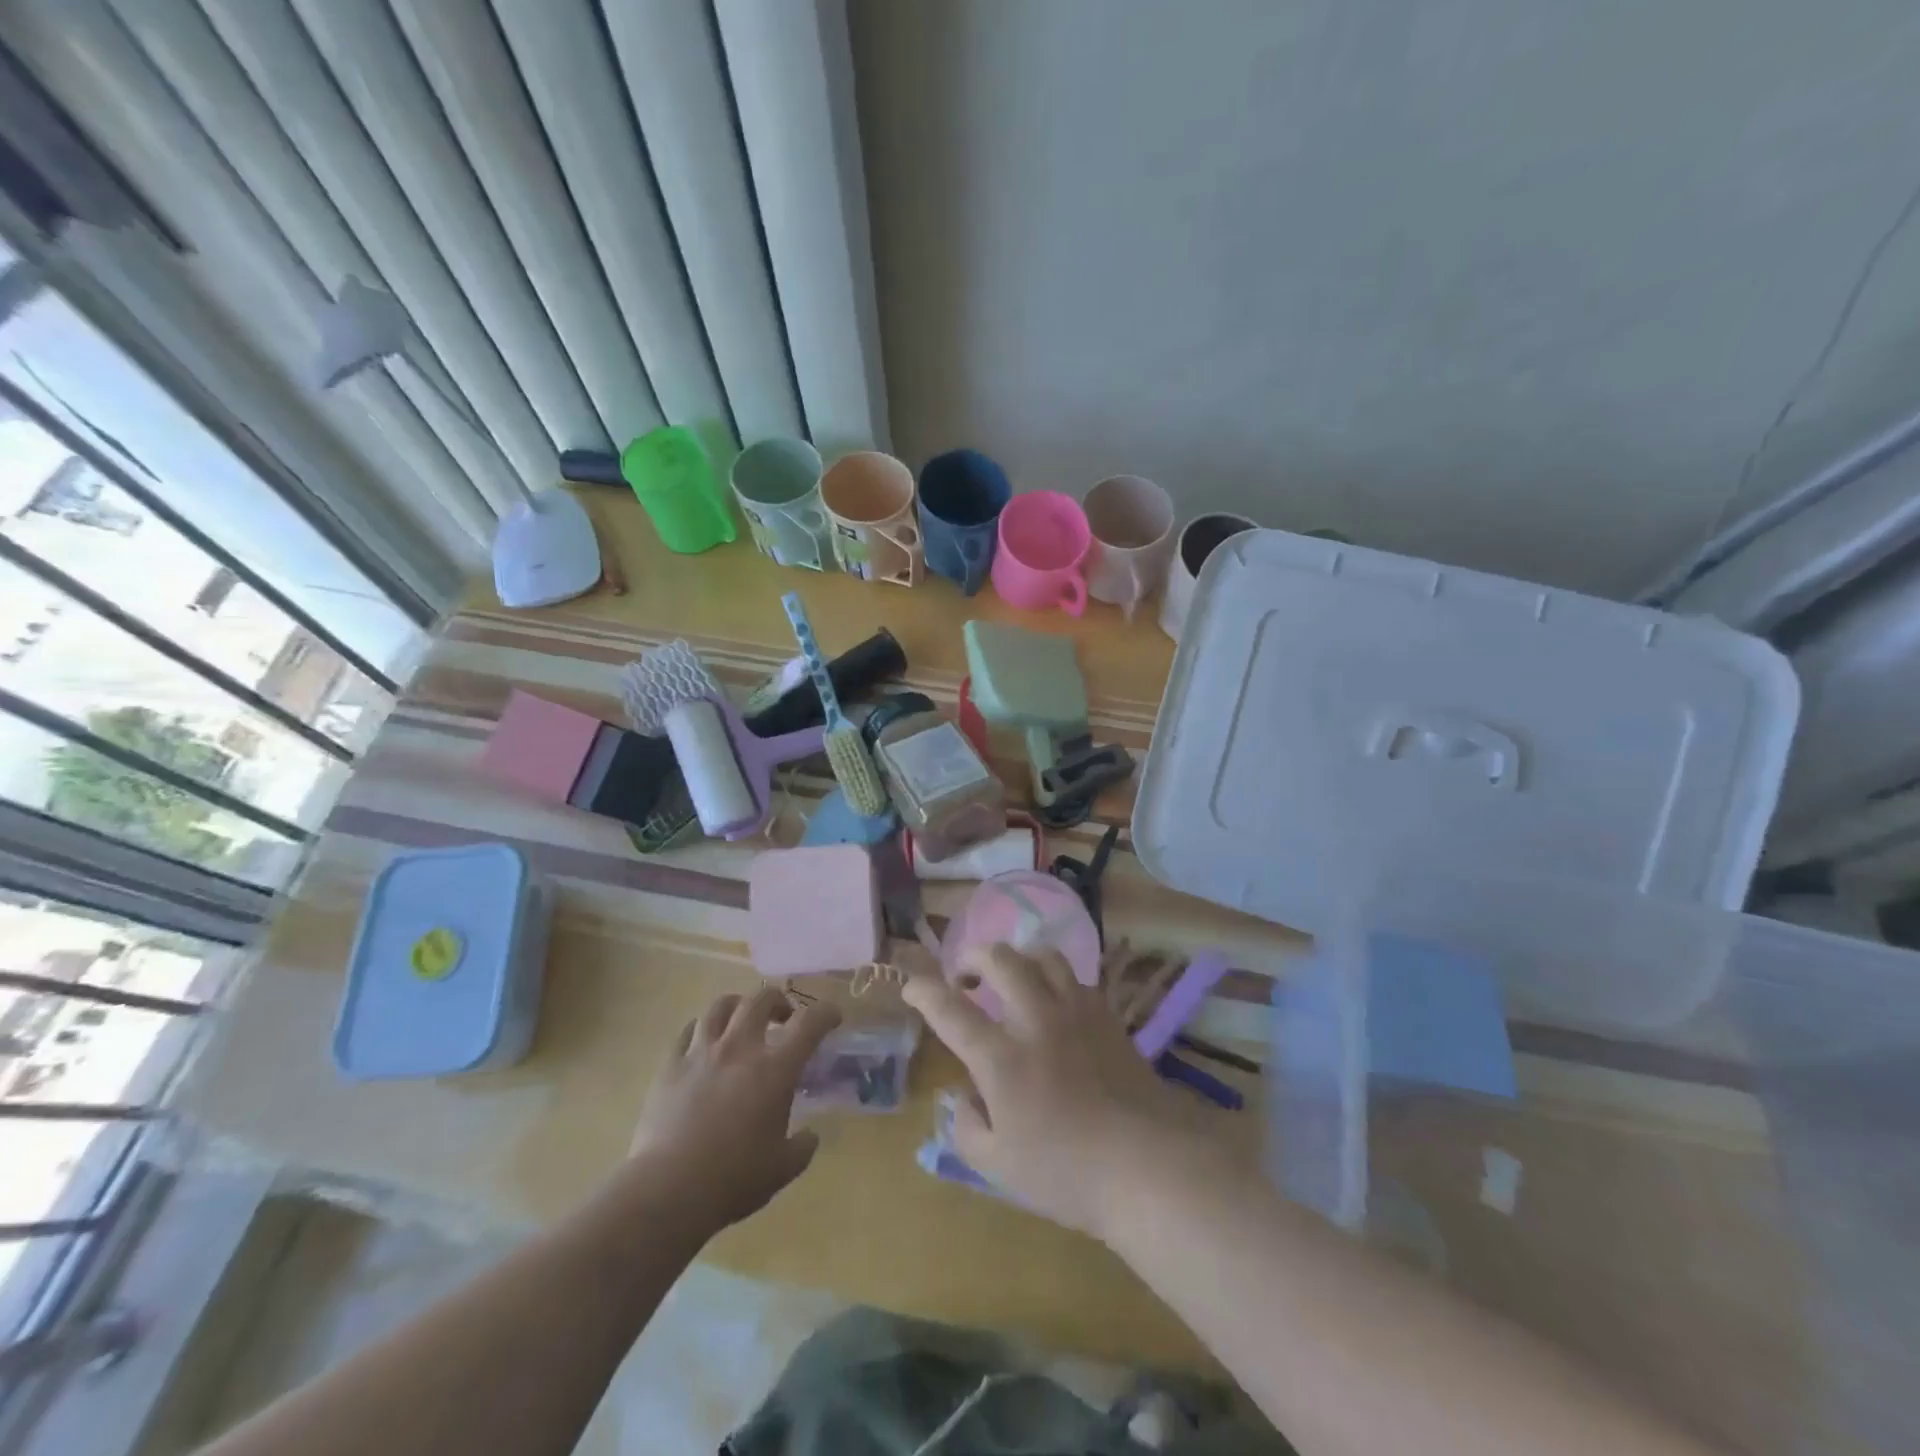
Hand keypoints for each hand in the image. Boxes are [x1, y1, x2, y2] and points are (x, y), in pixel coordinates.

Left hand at [626, 987, 840, 1236]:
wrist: (668, 1190)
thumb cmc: (733, 1179)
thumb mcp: (782, 1169)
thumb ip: (802, 1147)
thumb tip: (810, 1136)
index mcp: (775, 1069)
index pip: (809, 1023)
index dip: (825, 1013)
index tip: (832, 1018)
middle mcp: (740, 1048)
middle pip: (761, 999)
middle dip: (778, 1001)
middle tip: (783, 1017)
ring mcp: (702, 1052)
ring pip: (721, 1005)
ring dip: (738, 1006)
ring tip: (741, 1020)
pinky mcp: (671, 1065)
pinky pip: (687, 1031)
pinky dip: (702, 1029)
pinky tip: (704, 1042)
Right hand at [903, 944, 1201, 1238]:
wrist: (1148, 1163)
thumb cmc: (1067, 1173)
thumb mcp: (999, 1168)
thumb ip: (967, 1128)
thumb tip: (962, 1099)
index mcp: (1002, 1059)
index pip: (951, 1010)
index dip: (924, 991)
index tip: (911, 985)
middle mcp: (1035, 1020)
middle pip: (999, 960)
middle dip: (972, 957)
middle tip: (964, 977)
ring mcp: (1075, 1012)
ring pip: (1042, 955)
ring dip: (1016, 958)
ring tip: (1009, 977)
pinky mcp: (1106, 1016)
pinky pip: (1074, 978)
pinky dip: (1053, 978)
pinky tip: (1053, 1001)